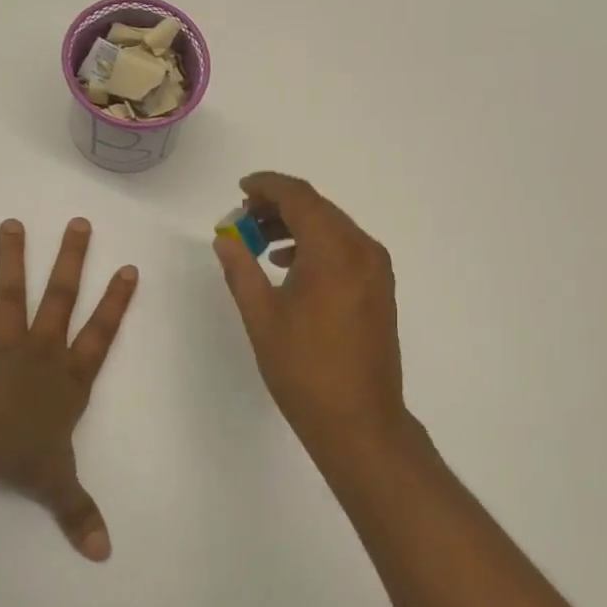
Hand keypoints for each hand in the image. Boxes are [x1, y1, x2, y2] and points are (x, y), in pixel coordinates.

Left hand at [0, 218, 137, 560]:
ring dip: (12, 259)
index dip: (117, 302)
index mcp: (70, 378)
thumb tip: (105, 555)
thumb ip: (80, 514)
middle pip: (62, 298)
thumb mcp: (59, 485)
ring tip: (11, 223)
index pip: (102, 334)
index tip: (129, 268)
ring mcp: (4, 347)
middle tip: (78, 223)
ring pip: (11, 295)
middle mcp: (42, 352)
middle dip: (72, 260)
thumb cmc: (24, 457)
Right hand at [213, 173, 408, 456]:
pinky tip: (290, 265)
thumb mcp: (262, 317)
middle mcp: (363, 249)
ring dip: (297, 226)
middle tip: (242, 220)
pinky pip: (346, 249)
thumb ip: (241, 269)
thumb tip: (225, 238)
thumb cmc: (304, 369)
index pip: (299, 197)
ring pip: (333, 228)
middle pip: (318, 208)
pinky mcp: (380, 288)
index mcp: (334, 250)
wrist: (359, 420)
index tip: (240, 188)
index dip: (267, 186)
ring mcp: (377, 269)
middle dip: (278, 207)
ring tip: (259, 242)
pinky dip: (317, 246)